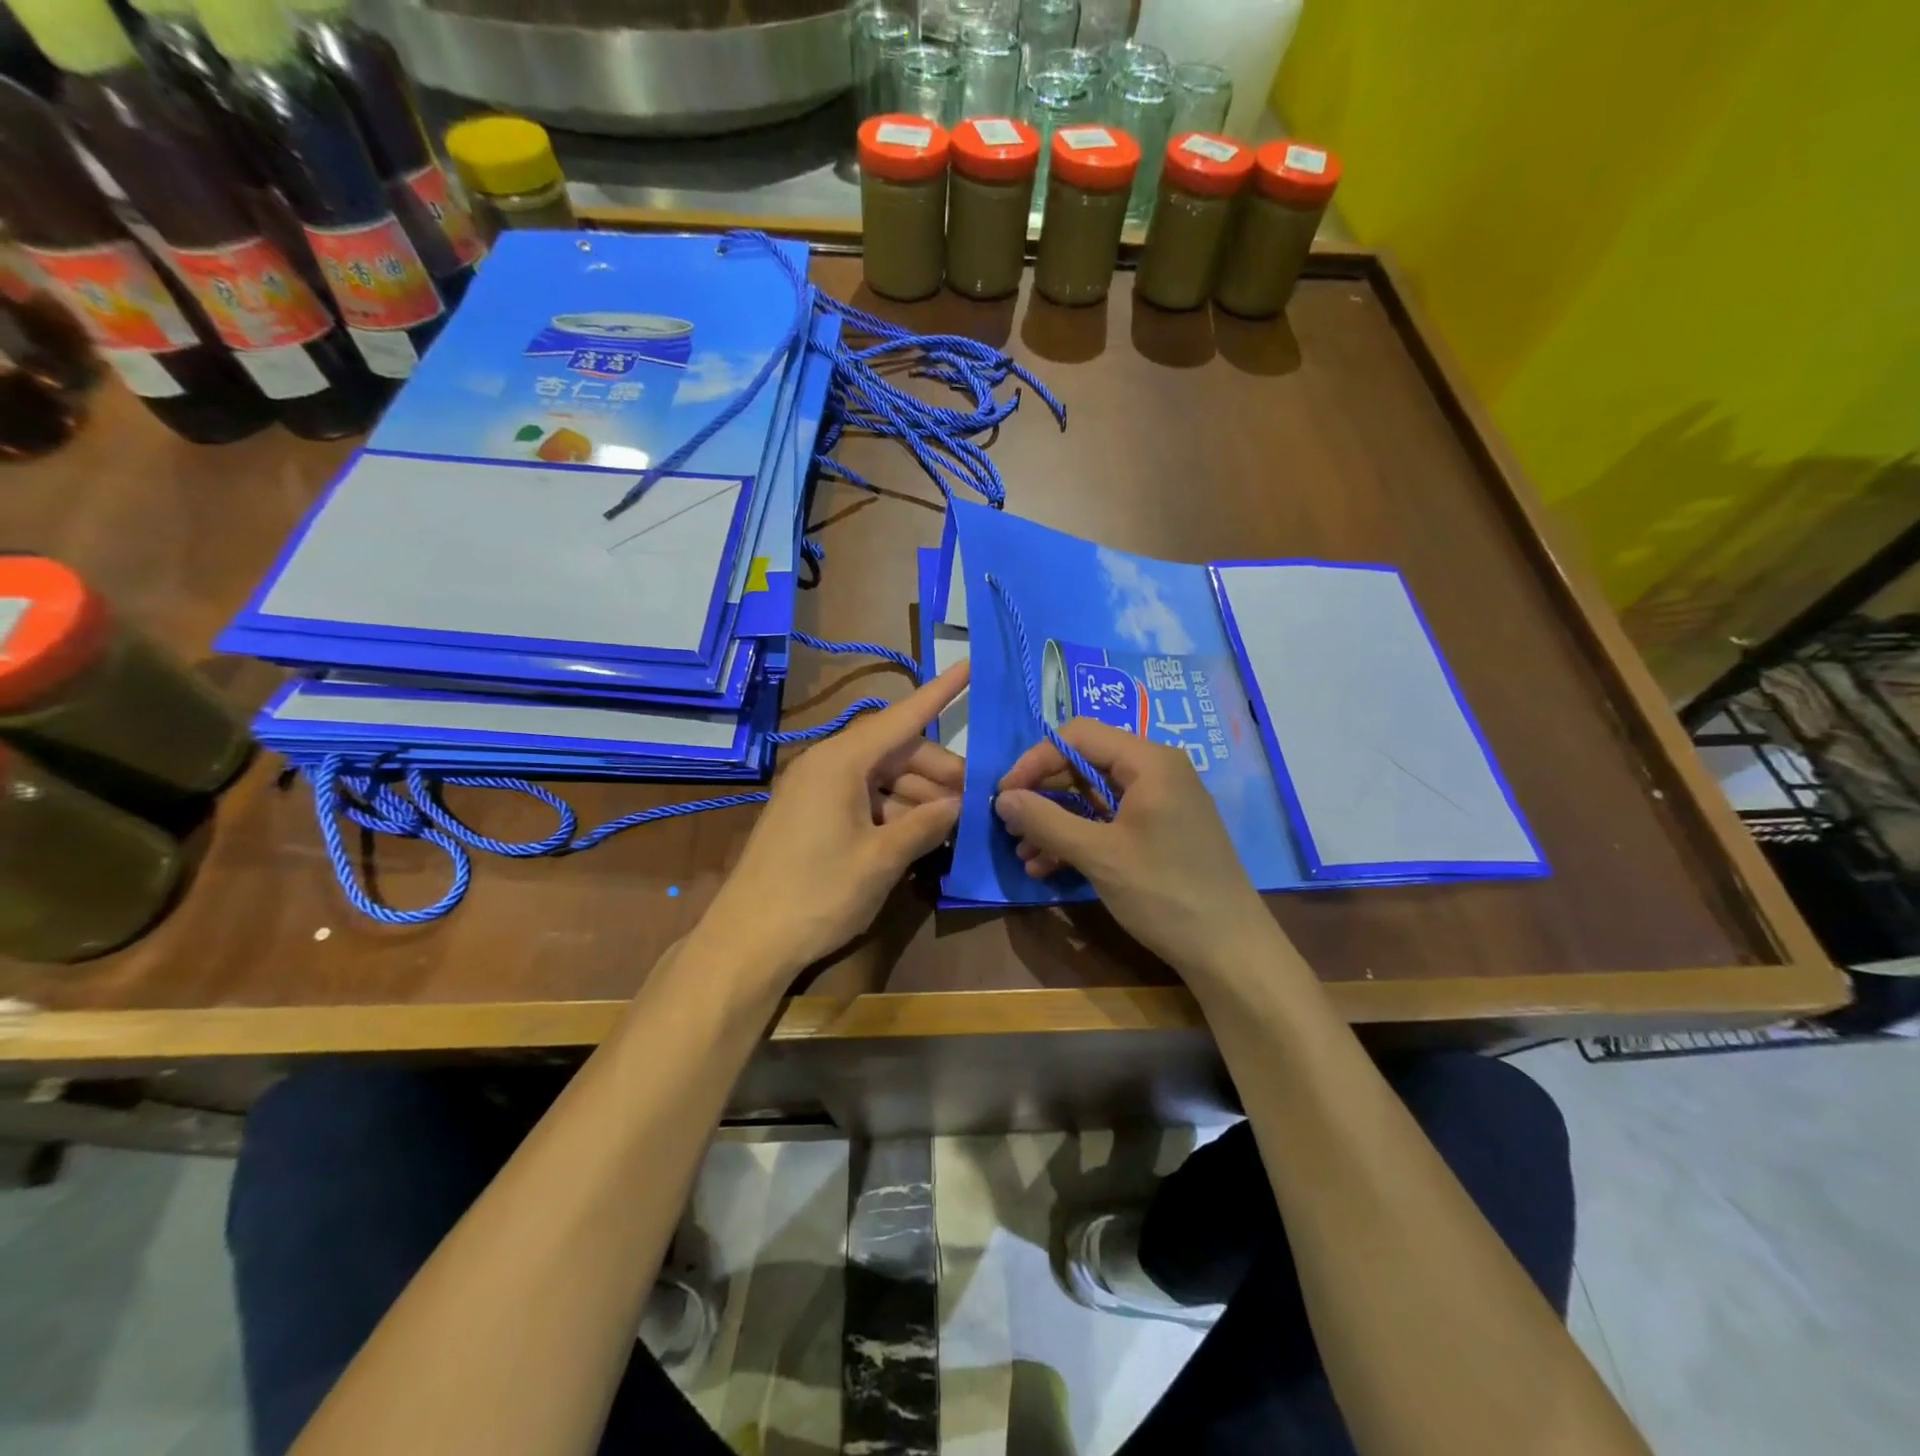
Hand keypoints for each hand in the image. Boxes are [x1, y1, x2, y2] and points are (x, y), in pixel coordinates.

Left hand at [700, 662, 969, 989]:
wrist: (748, 941)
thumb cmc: (817, 894)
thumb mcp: (881, 860)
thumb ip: (925, 825)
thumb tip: (960, 804)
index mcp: (841, 762)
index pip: (901, 717)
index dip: (940, 693)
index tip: (970, 665)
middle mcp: (827, 765)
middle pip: (896, 753)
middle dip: (938, 772)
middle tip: (976, 799)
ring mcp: (817, 791)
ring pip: (882, 778)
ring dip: (920, 796)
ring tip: (956, 823)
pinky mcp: (812, 816)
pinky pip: (864, 799)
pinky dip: (895, 812)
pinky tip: (921, 835)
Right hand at [994, 718, 1283, 986]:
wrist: (1229, 950)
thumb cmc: (1164, 892)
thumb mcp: (1099, 855)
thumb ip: (1046, 821)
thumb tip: (1002, 799)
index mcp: (1149, 762)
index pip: (1078, 736)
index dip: (1035, 760)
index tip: (1004, 795)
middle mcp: (1156, 772)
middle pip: (1084, 764)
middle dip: (1043, 795)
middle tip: (1009, 826)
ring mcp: (1160, 803)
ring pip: (1093, 797)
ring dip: (1055, 822)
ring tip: (1024, 854)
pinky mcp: (1159, 833)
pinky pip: (1109, 822)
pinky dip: (1078, 838)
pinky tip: (1048, 867)